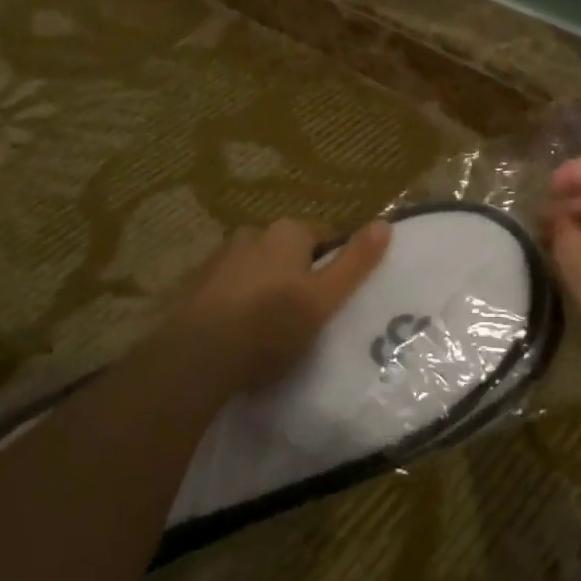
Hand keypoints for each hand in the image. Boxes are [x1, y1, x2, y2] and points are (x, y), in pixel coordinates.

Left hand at [118, 217, 391, 416]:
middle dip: (298, 274)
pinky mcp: (194, 285)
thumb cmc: (271, 324)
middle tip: (307, 313)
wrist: (197, 357)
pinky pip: (229, 287)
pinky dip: (238, 301)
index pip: (324, 236)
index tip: (336, 295)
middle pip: (288, 251)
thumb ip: (356, 262)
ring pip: (257, 268)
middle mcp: (251, 234)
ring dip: (266, 286)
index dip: (335, 263)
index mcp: (287, 232)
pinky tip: (241, 331)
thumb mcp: (326, 297)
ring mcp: (219, 258)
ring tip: (272, 326)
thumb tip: (385, 224)